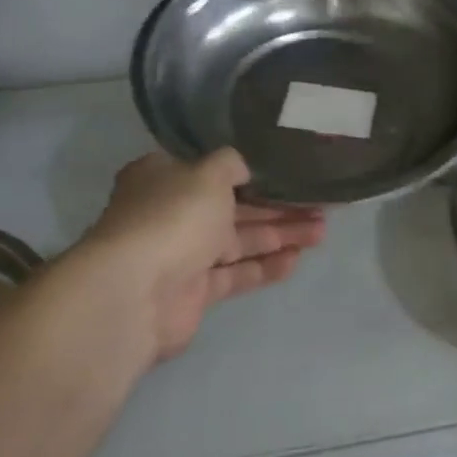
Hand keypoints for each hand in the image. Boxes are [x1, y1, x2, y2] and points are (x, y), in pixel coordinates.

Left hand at [76, 149, 324, 362]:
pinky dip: (265, 266)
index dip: (253, 171)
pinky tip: (297, 259)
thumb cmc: (173, 217)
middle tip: (321, 205)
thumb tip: (243, 166)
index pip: (213, 169)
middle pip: (234, 206)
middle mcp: (172, 213)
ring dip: (279, 234)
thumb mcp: (208, 173)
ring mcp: (182, 254)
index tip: (290, 171)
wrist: (135, 292)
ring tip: (321, 231)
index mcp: (165, 177)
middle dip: (277, 206)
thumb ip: (231, 164)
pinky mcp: (194, 292)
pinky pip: (236, 273)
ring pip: (239, 240)